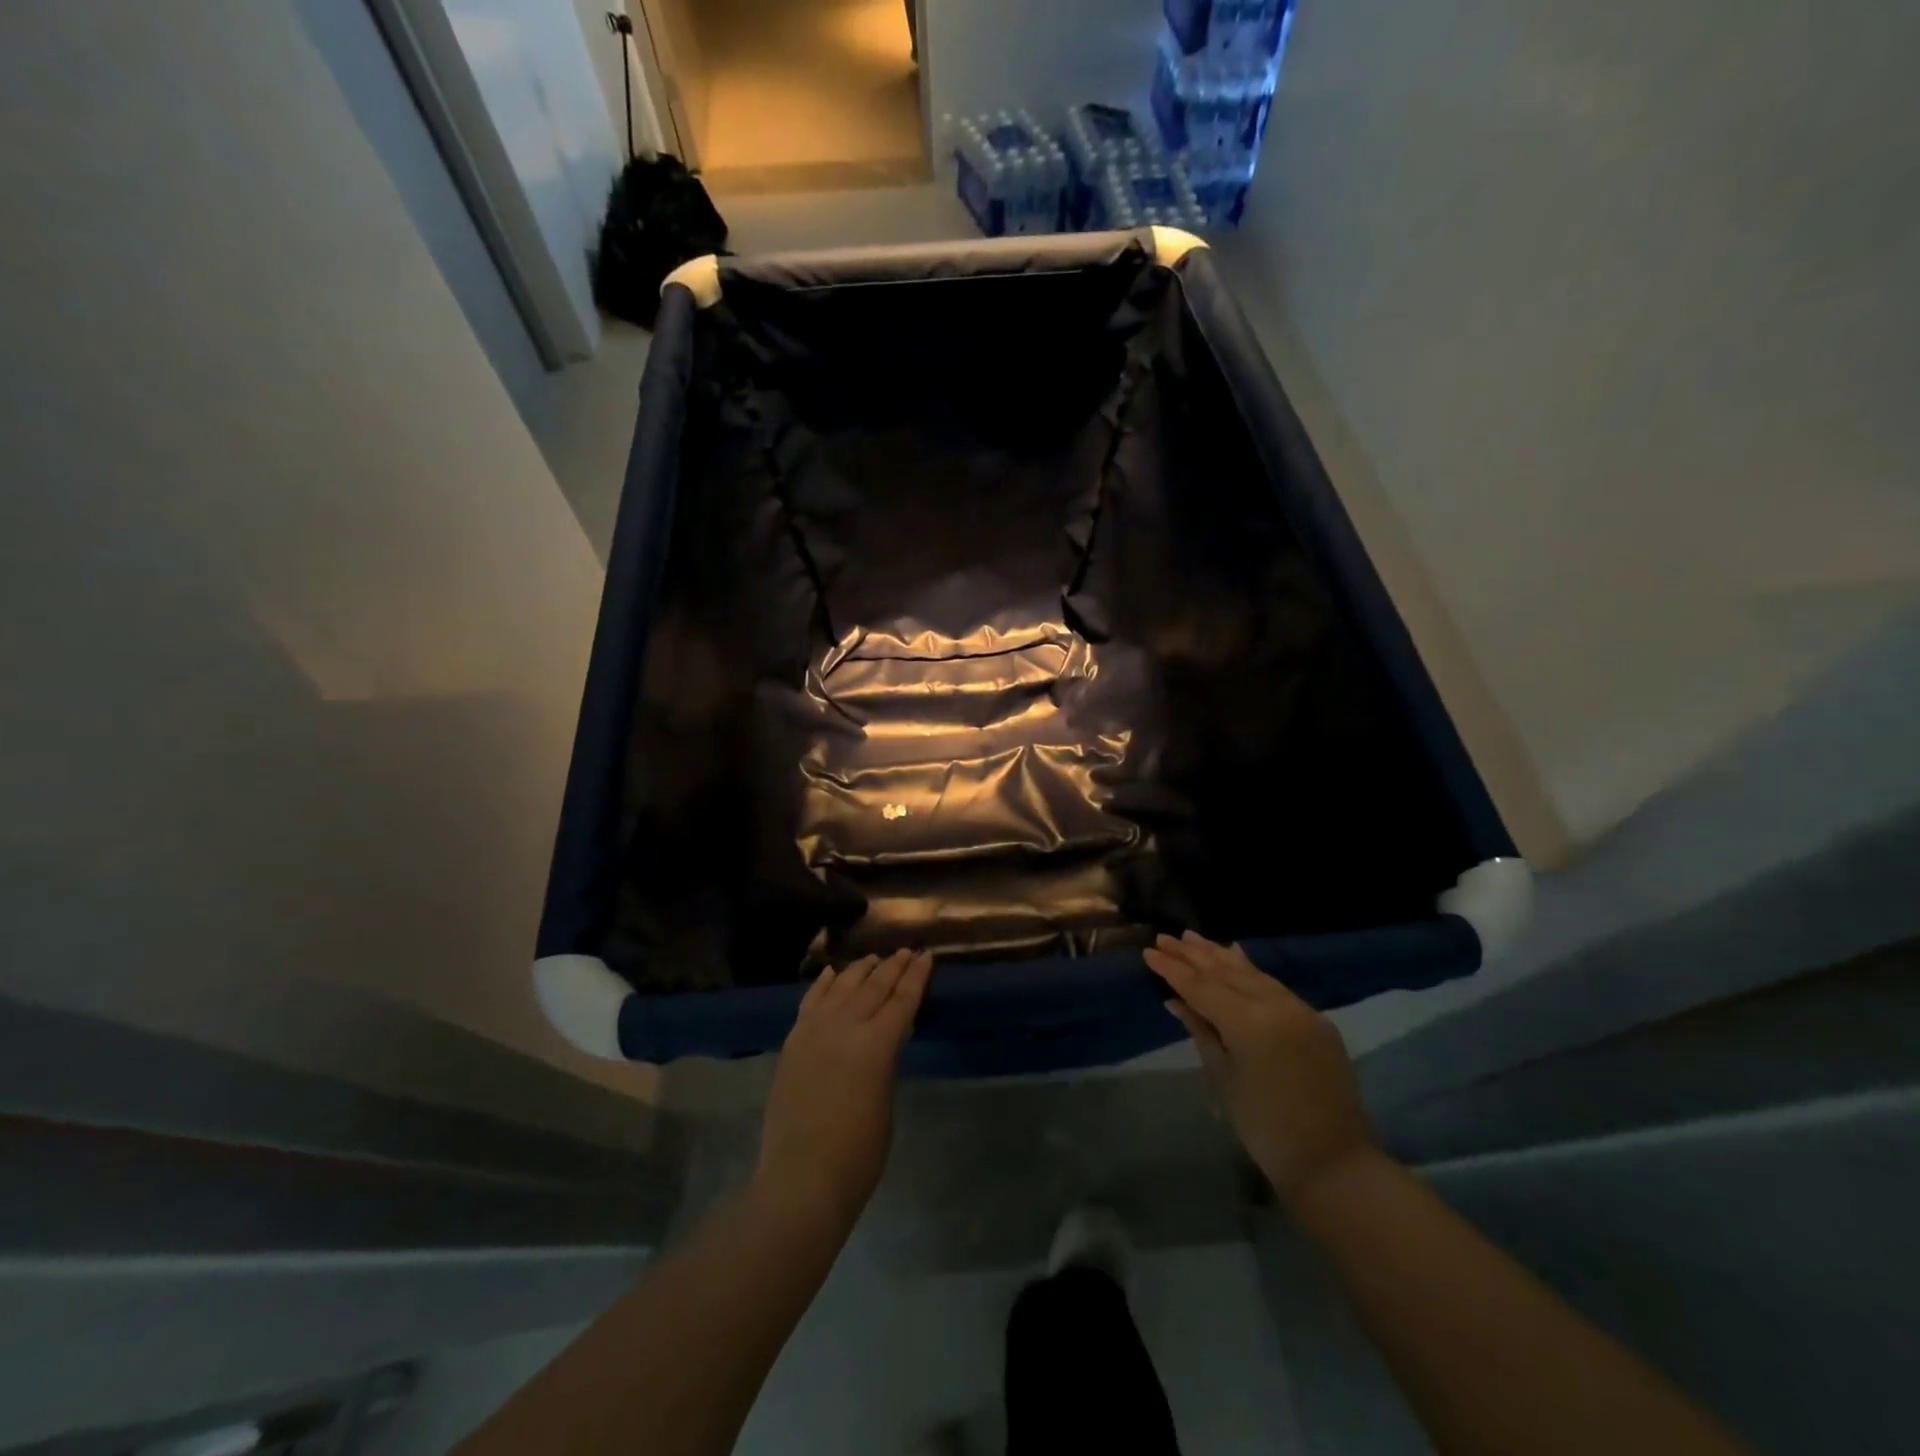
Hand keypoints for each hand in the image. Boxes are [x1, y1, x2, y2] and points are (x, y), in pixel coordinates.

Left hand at [754, 949, 932, 1235]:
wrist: (801, 1179)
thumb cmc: (858, 1154)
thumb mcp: (886, 1101)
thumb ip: (885, 1062)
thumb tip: (884, 1039)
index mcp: (878, 1045)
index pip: (903, 999)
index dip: (917, 976)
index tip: (927, 956)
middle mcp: (846, 1026)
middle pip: (874, 986)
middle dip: (893, 966)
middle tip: (906, 951)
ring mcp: (815, 1031)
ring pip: (842, 986)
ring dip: (861, 969)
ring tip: (873, 958)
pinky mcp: (793, 1042)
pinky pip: (811, 1001)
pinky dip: (824, 983)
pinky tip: (833, 973)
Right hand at [1145, 932, 1375, 1204]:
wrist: (1333, 1162)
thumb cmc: (1264, 1128)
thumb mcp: (1223, 1078)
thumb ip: (1201, 1031)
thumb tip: (1176, 1001)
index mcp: (1249, 1022)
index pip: (1201, 987)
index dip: (1173, 969)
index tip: (1148, 951)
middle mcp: (1275, 1005)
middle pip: (1226, 972)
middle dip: (1193, 955)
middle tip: (1165, 937)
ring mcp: (1300, 1009)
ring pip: (1252, 973)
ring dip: (1220, 955)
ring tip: (1193, 938)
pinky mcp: (1316, 1019)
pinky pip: (1275, 985)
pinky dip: (1250, 969)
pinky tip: (1236, 954)